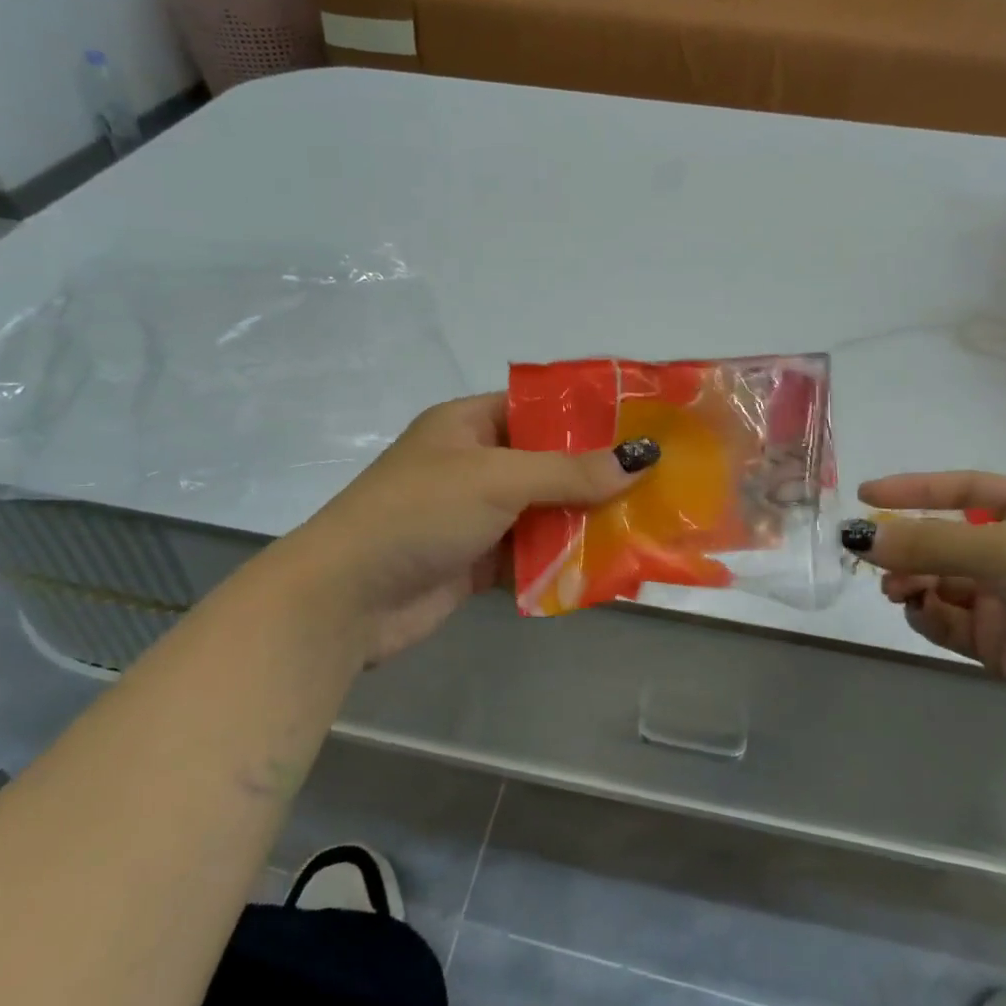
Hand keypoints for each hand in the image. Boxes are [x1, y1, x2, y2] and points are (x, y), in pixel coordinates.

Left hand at [276, 394, 654, 663]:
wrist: (347, 597)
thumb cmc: (419, 513)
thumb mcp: (497, 480)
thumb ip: (569, 472)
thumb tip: (640, 460)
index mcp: (469, 424)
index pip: (537, 408)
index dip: (587, 415)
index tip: (641, 427)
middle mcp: (473, 464)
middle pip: (547, 463)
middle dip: (597, 476)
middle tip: (658, 483)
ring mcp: (475, 515)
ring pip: (543, 513)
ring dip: (585, 523)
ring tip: (648, 528)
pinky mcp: (476, 562)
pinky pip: (531, 556)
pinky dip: (562, 562)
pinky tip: (608, 570)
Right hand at [843, 472, 1005, 748]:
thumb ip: (928, 543)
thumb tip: (861, 537)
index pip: (962, 489)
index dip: (913, 490)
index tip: (864, 495)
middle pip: (944, 540)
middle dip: (907, 547)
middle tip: (870, 558)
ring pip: (941, 583)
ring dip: (912, 582)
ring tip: (897, 590)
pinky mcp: (1004, 644)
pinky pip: (950, 622)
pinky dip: (928, 616)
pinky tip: (921, 613)